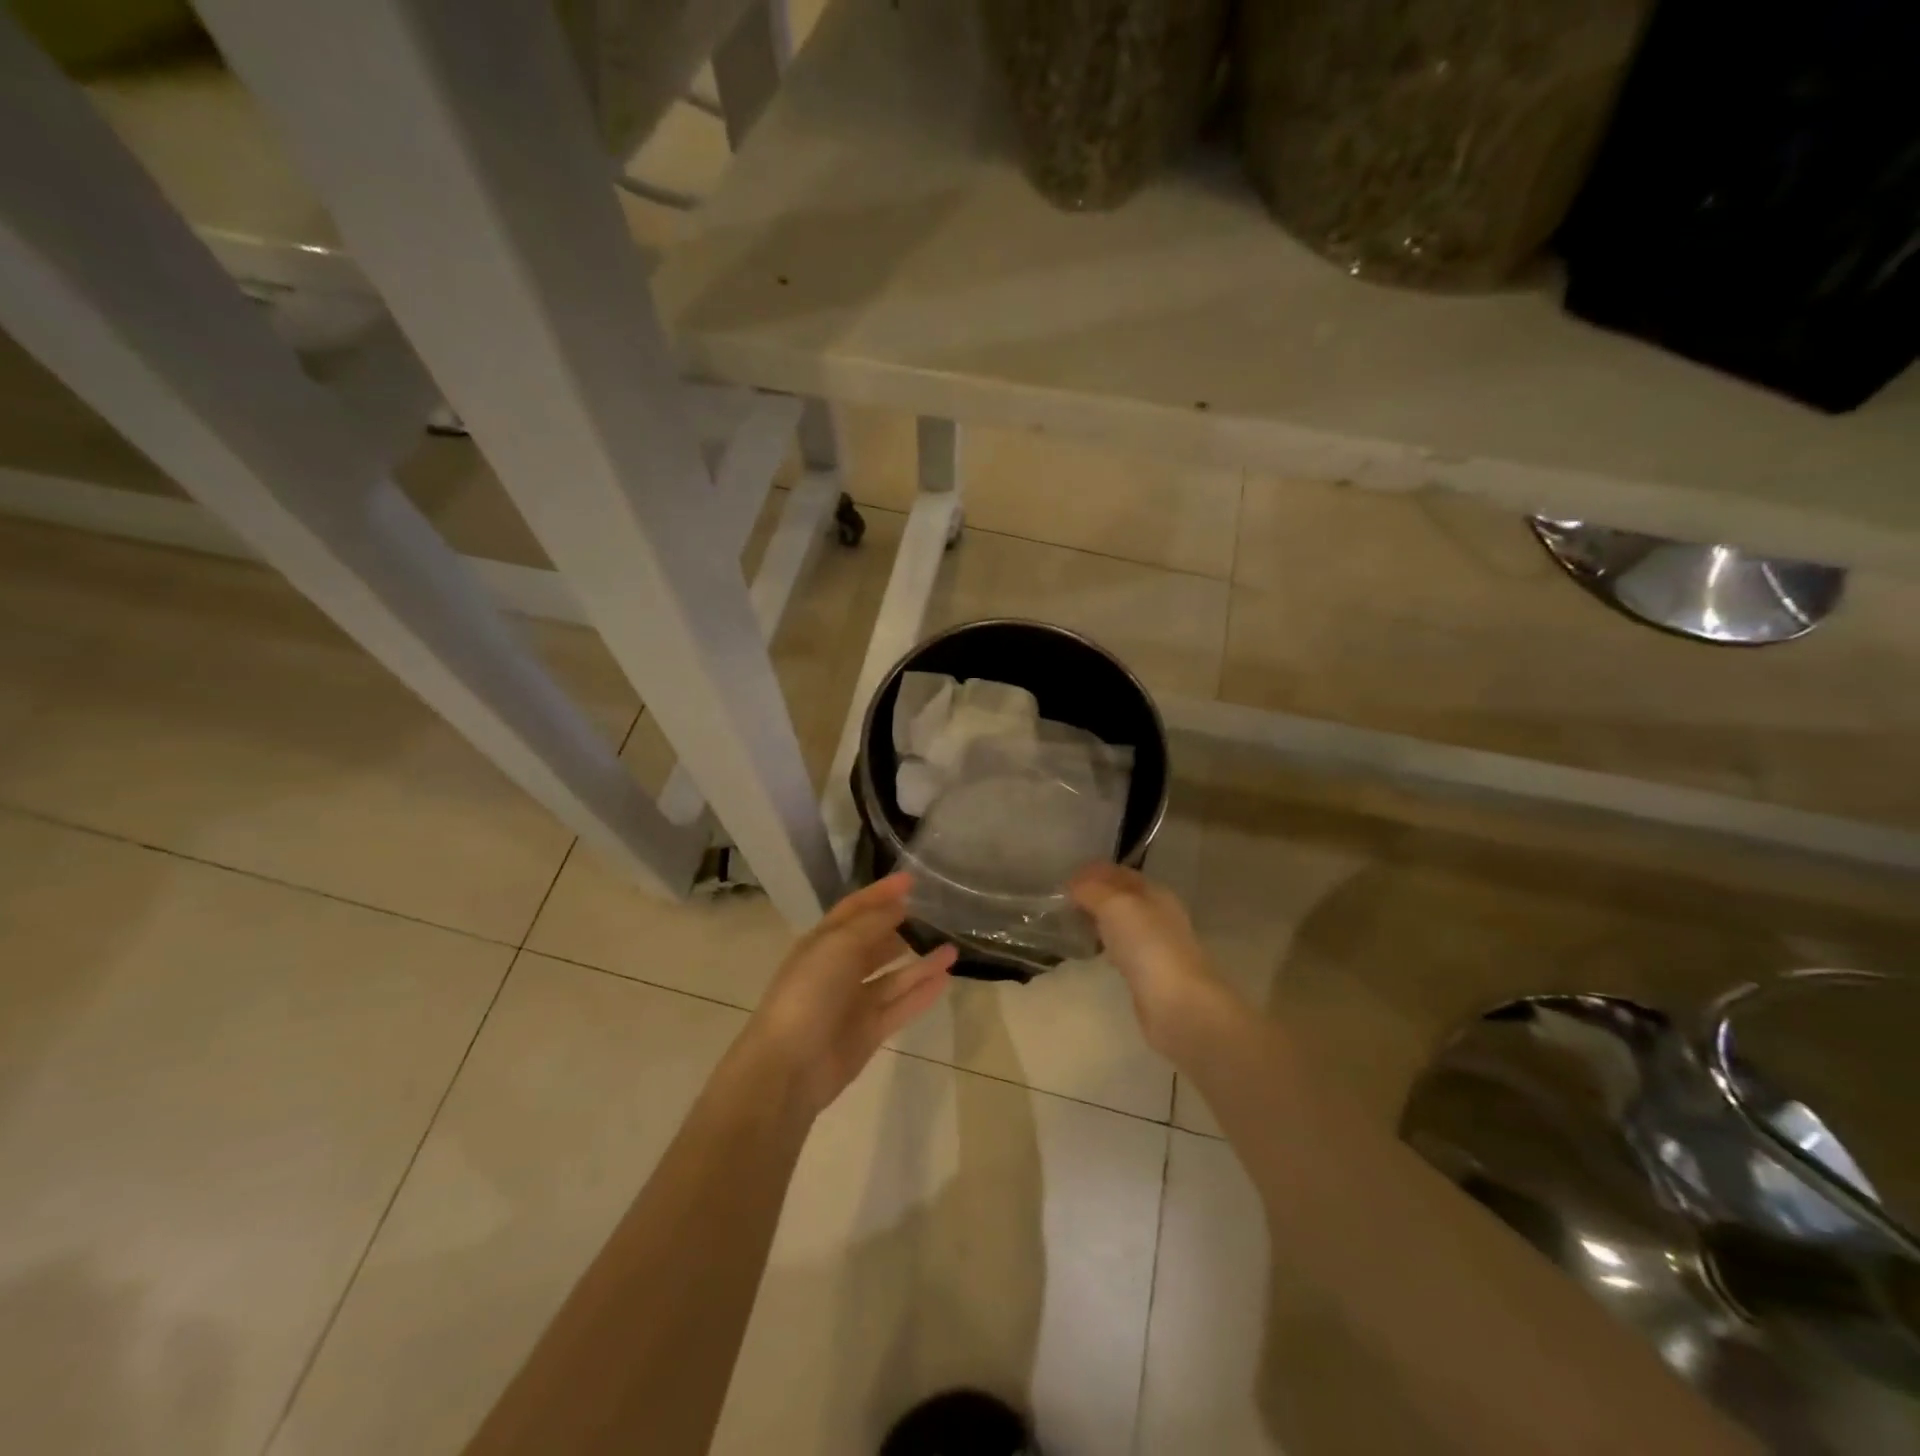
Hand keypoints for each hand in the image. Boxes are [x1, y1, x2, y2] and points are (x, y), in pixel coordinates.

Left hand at [738, 873, 955, 1120]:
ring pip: (893, 976)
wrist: (789, 1067)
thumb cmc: (809, 994)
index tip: (913, 879)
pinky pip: (901, 1005)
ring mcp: (854, 1002)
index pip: (855, 908)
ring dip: (920, 961)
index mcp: (823, 943)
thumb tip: (899, 905)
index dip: (882, 893)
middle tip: (937, 914)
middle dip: (902, 926)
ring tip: (953, 948)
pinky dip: (922, 992)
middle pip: (875, 942)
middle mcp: (838, 968)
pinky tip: (945, 978)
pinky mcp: (869, 1031)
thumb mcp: (838, 946)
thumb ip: (872, 923)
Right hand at [1070, 863, 1243, 1061]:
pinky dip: (1106, 943)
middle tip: (1061, 901)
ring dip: (1098, 919)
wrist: (1177, 1004)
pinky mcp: (1149, 973)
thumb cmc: (1147, 946)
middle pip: (1121, 896)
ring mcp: (1155, 945)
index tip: (1062, 879)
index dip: (1092, 871)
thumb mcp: (1116, 906)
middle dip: (1094, 894)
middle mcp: (1158, 914)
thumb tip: (1073, 885)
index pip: (1119, 873)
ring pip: (1122, 922)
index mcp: (1154, 892)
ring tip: (1070, 922)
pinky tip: (1091, 949)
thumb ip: (1092, 890)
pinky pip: (1122, 948)